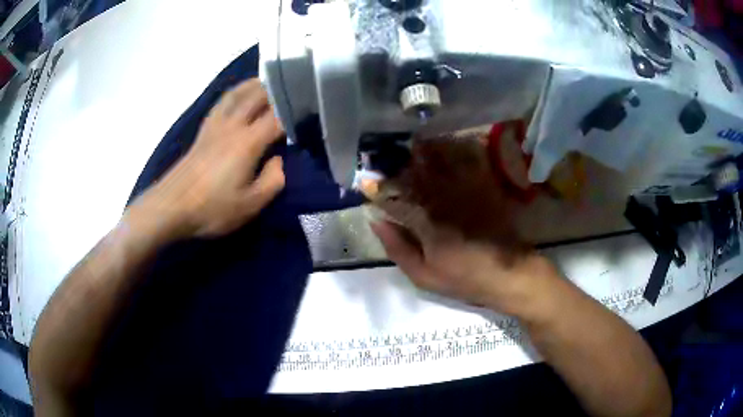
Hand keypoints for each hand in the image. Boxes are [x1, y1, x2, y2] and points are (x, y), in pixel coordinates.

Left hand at [136, 79, 285, 238]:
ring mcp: (216, 125)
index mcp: (248, 142)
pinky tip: (237, 96)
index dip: (295, 111)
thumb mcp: (250, 205)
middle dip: (276, 89)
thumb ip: (272, 181)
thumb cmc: (212, 208)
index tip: (310, 109)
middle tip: (293, 87)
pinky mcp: (204, 131)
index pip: (278, 118)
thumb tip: (278, 160)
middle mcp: (233, 126)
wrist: (171, 206)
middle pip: (257, 96)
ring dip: (254, 85)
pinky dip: (234, 93)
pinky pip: (222, 103)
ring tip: (267, 82)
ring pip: (237, 94)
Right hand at [370, 137, 557, 314]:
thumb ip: (397, 248)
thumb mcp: (424, 276)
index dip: (377, 190)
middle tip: (386, 157)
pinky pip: (465, 159)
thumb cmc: (465, 279)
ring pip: (437, 159)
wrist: (510, 273)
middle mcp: (443, 197)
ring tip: (411, 145)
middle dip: (397, 162)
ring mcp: (465, 189)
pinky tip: (444, 145)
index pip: (392, 198)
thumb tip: (376, 222)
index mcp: (425, 221)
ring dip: (421, 150)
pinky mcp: (483, 186)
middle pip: (413, 171)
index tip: (367, 185)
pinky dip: (452, 148)